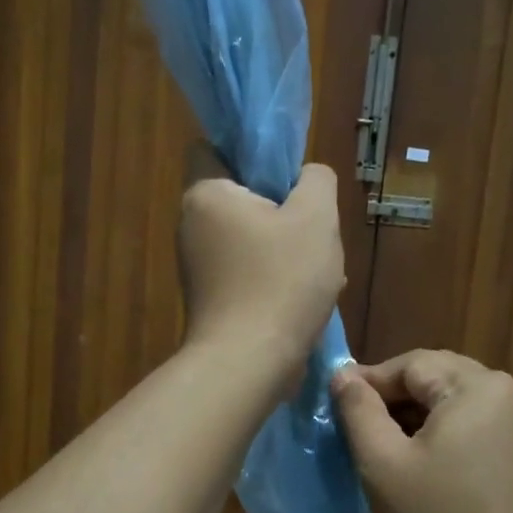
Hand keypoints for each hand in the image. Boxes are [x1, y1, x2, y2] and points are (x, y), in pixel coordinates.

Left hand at [177, 148, 343, 389]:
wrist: (250, 364)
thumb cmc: (282, 281)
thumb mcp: (316, 217)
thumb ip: (316, 180)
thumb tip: (309, 175)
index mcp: (205, 196)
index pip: (214, 148)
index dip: (252, 152)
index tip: (288, 175)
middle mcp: (191, 227)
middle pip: (240, 198)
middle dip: (281, 208)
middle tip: (314, 226)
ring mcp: (198, 268)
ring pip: (250, 239)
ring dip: (285, 247)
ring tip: (321, 268)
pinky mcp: (211, 300)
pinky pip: (247, 272)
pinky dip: (275, 278)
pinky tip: (307, 298)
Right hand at [331, 350, 512, 512]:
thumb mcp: (383, 466)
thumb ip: (359, 411)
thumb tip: (344, 375)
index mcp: (479, 386)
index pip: (411, 364)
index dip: (369, 383)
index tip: (335, 408)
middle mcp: (512, 394)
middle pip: (439, 378)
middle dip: (395, 400)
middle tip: (357, 431)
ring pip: (459, 404)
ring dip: (420, 419)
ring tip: (386, 451)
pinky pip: (480, 428)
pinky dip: (448, 437)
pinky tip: (426, 469)